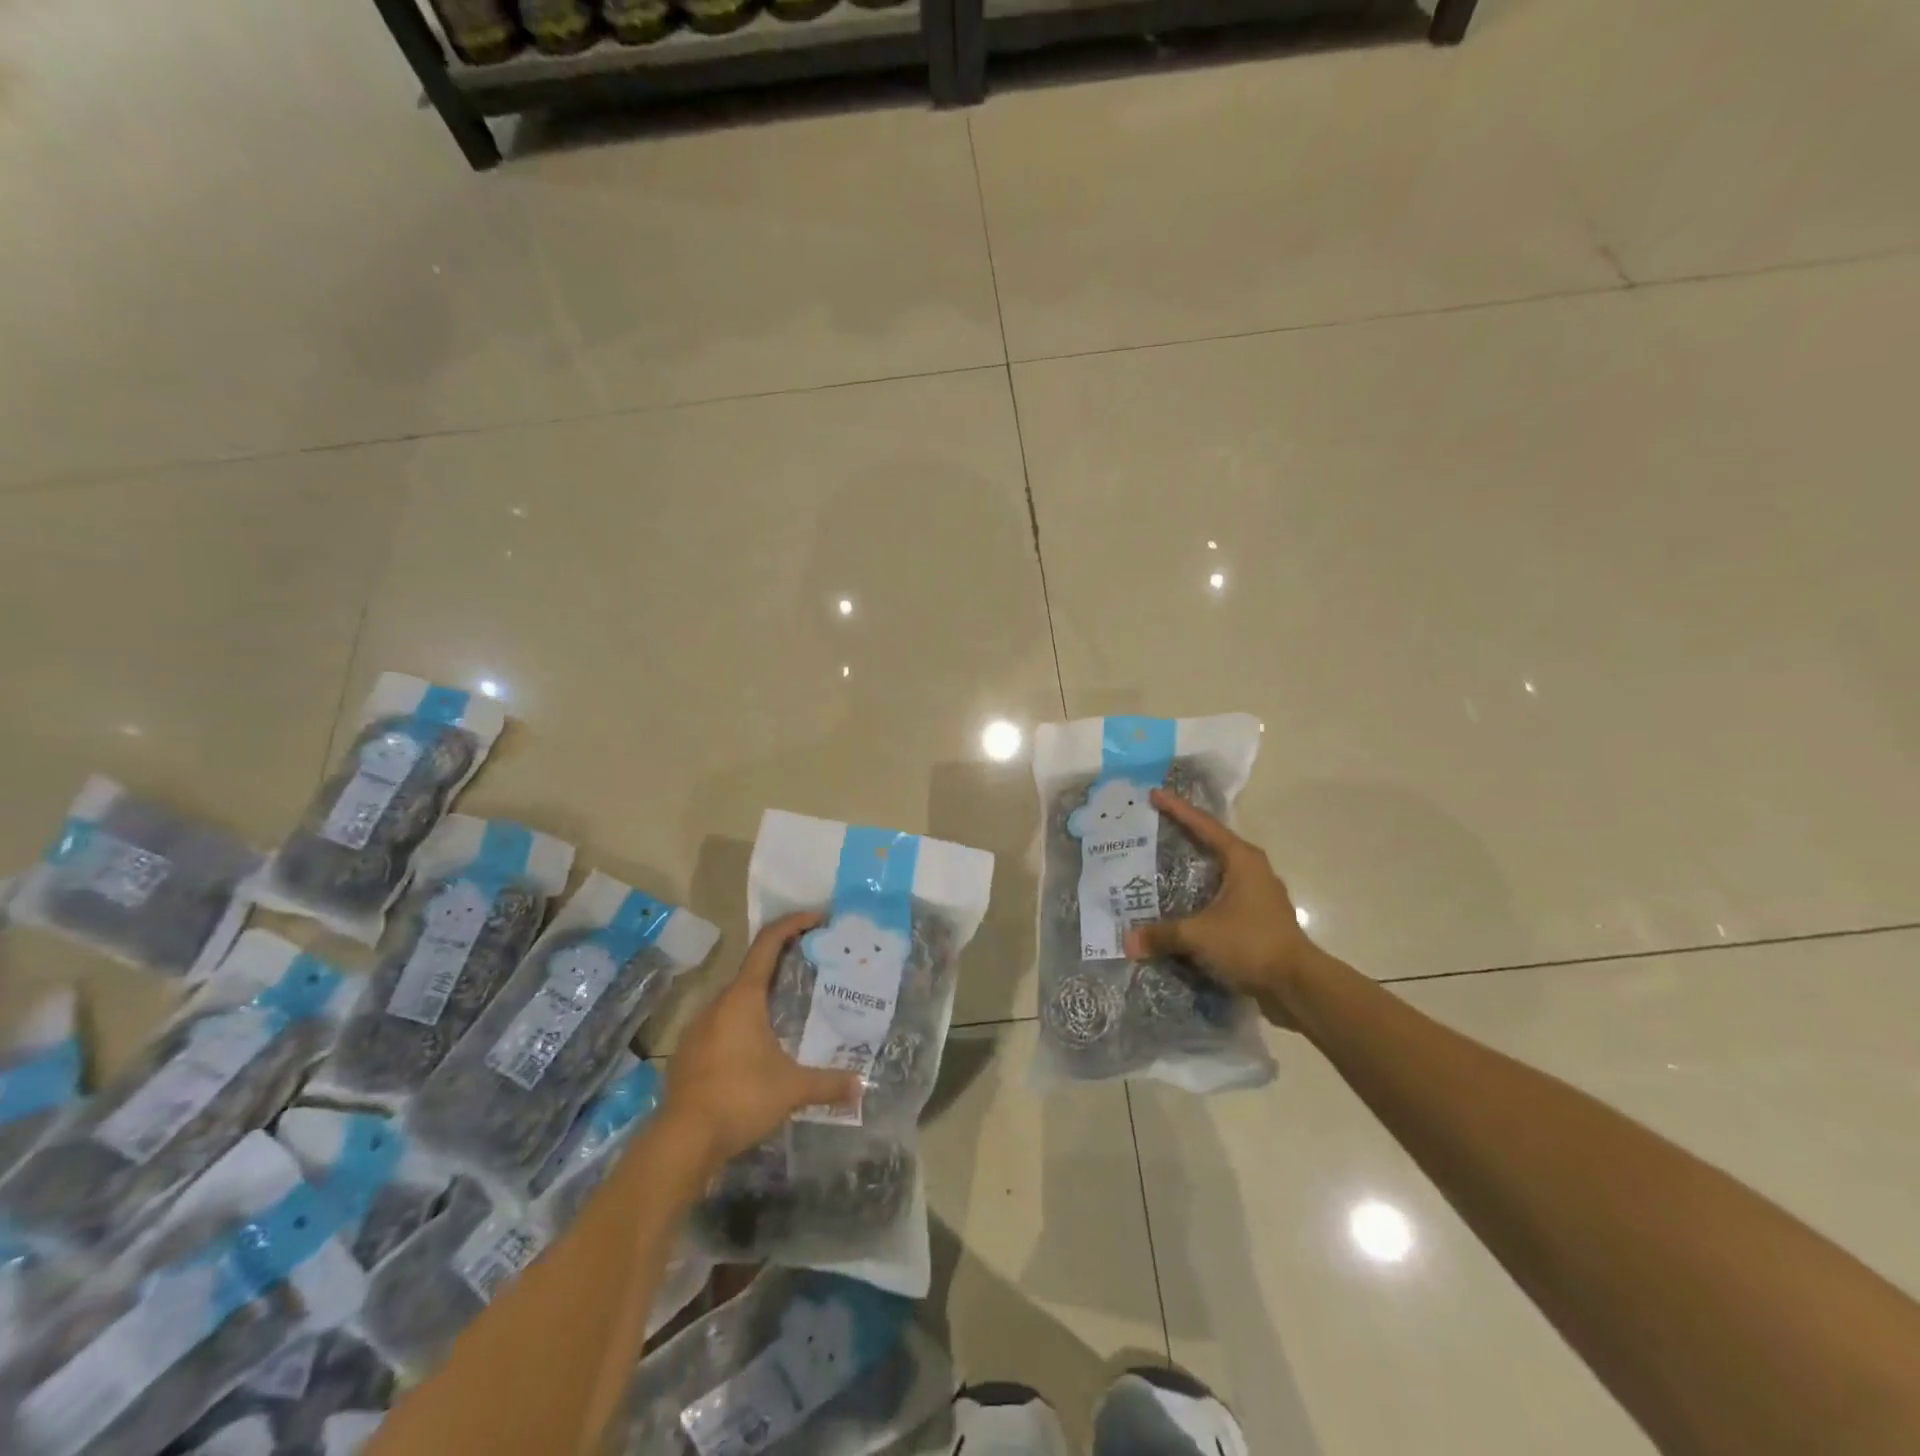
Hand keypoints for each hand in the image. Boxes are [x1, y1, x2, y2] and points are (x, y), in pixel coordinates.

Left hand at [661, 912, 862, 1169]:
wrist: (681, 1141)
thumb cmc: (740, 1099)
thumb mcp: (792, 1089)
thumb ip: (828, 1084)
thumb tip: (860, 1087)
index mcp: (743, 998)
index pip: (768, 942)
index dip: (793, 923)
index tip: (818, 918)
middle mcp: (718, 1003)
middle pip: (754, 969)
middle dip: (783, 963)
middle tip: (812, 970)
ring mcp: (699, 1028)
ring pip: (737, 999)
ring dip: (763, 997)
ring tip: (790, 1011)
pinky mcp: (689, 1053)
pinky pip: (723, 1024)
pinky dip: (745, 1023)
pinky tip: (759, 1049)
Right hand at [1122, 789, 1323, 1026]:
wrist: (1298, 985)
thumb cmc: (1251, 943)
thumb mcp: (1200, 935)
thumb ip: (1162, 934)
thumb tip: (1127, 942)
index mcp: (1241, 860)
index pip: (1204, 825)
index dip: (1177, 809)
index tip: (1154, 794)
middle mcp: (1252, 870)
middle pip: (1212, 843)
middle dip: (1184, 835)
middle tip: (1154, 828)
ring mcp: (1258, 895)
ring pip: (1218, 872)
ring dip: (1193, 869)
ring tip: (1161, 866)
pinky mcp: (1258, 919)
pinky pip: (1222, 898)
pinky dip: (1201, 896)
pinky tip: (1181, 905)